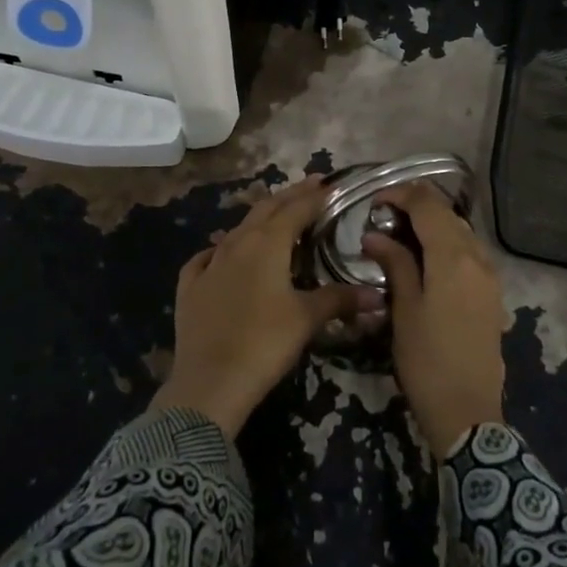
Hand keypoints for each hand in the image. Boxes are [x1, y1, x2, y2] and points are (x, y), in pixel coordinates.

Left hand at [154, 177, 380, 436]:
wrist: (210, 382)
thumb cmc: (265, 343)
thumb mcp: (307, 319)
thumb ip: (340, 299)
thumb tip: (376, 295)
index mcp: (267, 244)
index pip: (296, 209)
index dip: (314, 196)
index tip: (329, 184)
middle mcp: (237, 244)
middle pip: (265, 210)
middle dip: (289, 196)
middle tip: (309, 186)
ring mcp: (210, 264)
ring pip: (237, 230)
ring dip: (258, 219)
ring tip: (274, 215)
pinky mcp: (190, 287)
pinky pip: (206, 258)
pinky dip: (220, 249)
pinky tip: (221, 253)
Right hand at [363, 182, 505, 453]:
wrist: (468, 412)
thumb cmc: (427, 361)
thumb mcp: (404, 310)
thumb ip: (395, 264)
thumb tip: (376, 235)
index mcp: (453, 257)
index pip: (428, 206)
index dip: (401, 195)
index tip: (375, 200)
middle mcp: (477, 258)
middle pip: (448, 215)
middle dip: (417, 207)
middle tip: (384, 216)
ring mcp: (490, 276)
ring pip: (462, 232)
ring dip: (434, 224)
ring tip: (403, 234)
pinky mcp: (493, 293)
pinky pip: (470, 253)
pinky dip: (448, 244)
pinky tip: (428, 259)